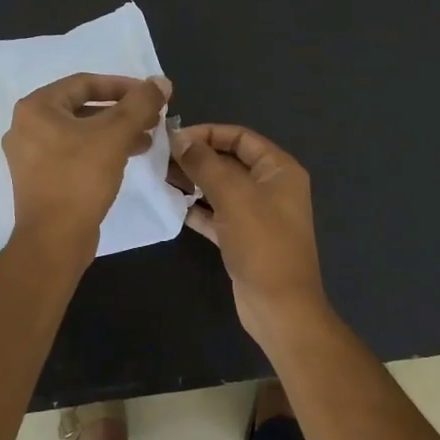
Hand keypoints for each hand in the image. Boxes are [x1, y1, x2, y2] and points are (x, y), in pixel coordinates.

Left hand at [3, 73, 170, 258]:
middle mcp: (26, 127)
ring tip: (146, 140)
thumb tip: (161, 81)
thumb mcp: (115, 135)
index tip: (151, 95)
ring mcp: (30, 156)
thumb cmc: (80, 178)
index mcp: (36, 108)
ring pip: (80, 133)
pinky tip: (126, 159)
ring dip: (114, 132)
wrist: (55, 240)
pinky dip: (100, 151)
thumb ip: (140, 104)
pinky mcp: (40, 180)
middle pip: (82, 108)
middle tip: (151, 118)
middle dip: (121, 112)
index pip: (85, 83)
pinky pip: (74, 154)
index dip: (122, 85)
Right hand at [170, 123, 329, 344]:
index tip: (173, 138)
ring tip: (160, 178)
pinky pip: (217, 214)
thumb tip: (180, 138)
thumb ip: (205, 164)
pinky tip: (172, 205)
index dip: (208, 133)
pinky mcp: (244, 238)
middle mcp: (271, 187)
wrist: (279, 306)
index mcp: (279, 169)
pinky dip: (197, 209)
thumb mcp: (234, 196)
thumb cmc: (262, 244)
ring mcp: (258, 214)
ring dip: (194, 182)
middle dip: (197, 158)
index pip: (241, 137)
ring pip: (221, 188)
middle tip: (159, 158)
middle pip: (230, 161)